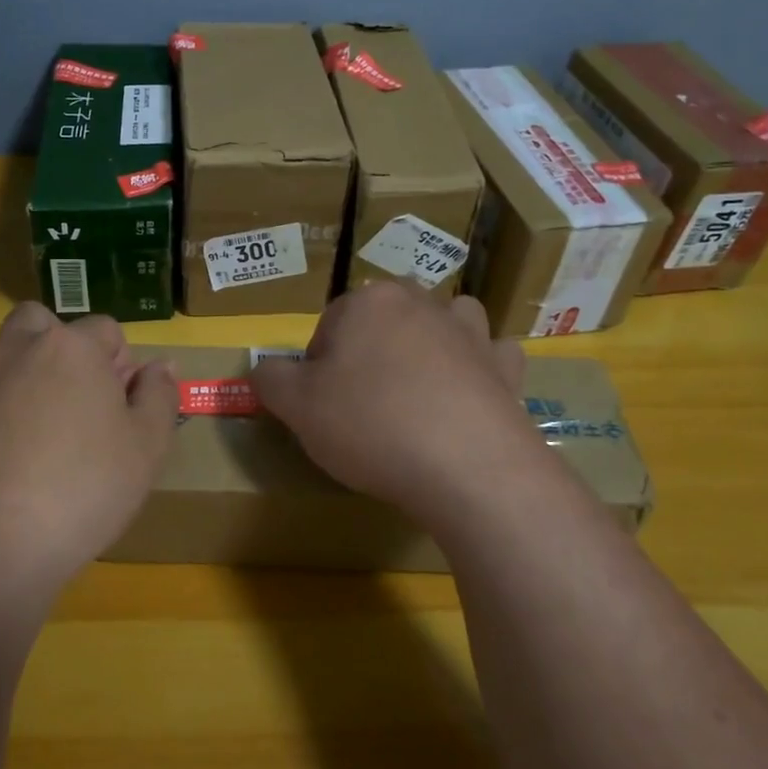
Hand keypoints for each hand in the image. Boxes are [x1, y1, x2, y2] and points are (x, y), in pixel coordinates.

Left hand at [0, 303, 176, 626]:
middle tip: (77, 403)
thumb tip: (161, 364)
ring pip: (6, 357)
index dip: (120, 365)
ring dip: (26, 375)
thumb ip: (160, 397)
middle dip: (64, 350)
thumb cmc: (81, 492)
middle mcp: (18, 350)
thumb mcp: (146, 449)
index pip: (106, 330)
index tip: (120, 409)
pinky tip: (3, 462)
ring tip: (39, 433)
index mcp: (72, 349)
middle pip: (44, 325)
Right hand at [250, 282, 560, 540]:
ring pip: (442, 323)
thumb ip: (271, 379)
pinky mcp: (505, 367)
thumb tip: (262, 368)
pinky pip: (490, 355)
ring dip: (431, 344)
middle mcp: (422, 303)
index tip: (323, 407)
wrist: (467, 466)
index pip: (329, 325)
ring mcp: (470, 332)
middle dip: (371, 354)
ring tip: (418, 391)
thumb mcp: (297, 407)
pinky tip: (469, 397)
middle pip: (383, 321)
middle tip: (363, 406)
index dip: (319, 367)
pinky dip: (480, 369)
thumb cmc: (371, 425)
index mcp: (369, 302)